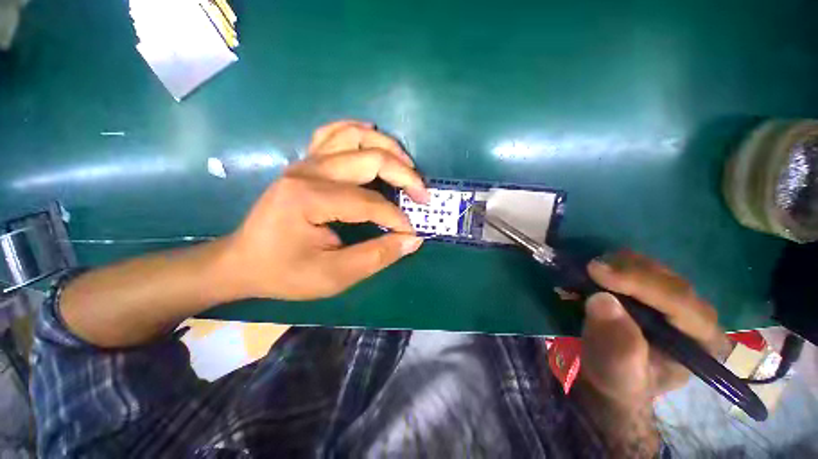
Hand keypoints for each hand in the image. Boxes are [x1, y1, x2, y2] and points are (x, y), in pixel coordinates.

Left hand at [222, 120, 429, 299]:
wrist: (243, 261)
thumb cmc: (284, 272)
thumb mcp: (333, 276)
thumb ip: (376, 256)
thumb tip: (412, 240)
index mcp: (310, 198)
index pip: (370, 202)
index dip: (397, 218)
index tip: (411, 233)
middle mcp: (309, 170)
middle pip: (370, 159)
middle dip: (404, 176)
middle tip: (422, 195)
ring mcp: (306, 161)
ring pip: (356, 136)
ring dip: (388, 148)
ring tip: (408, 168)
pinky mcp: (306, 162)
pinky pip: (335, 134)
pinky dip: (359, 132)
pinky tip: (374, 138)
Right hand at [579, 250, 724, 405]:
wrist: (610, 375)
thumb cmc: (619, 380)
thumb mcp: (617, 372)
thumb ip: (617, 343)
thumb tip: (602, 299)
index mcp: (701, 341)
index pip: (680, 303)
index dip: (641, 283)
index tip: (596, 271)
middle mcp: (696, 315)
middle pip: (667, 279)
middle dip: (628, 271)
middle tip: (588, 269)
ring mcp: (674, 299)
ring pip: (652, 268)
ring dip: (618, 265)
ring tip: (588, 272)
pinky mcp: (651, 290)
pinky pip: (636, 267)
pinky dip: (612, 265)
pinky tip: (594, 272)